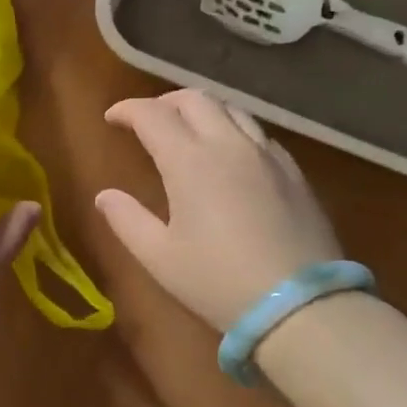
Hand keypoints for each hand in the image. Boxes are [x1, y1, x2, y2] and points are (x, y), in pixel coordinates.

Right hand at [94, 89, 342, 330]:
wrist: (301, 306)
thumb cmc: (218, 281)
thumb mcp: (159, 257)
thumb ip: (127, 220)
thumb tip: (105, 196)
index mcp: (190, 160)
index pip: (152, 115)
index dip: (127, 109)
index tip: (112, 118)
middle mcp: (229, 144)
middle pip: (195, 99)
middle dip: (164, 102)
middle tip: (148, 120)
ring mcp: (267, 155)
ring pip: (232, 109)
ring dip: (202, 110)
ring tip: (188, 129)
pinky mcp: (294, 172)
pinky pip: (258, 134)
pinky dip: (233, 130)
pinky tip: (231, 155)